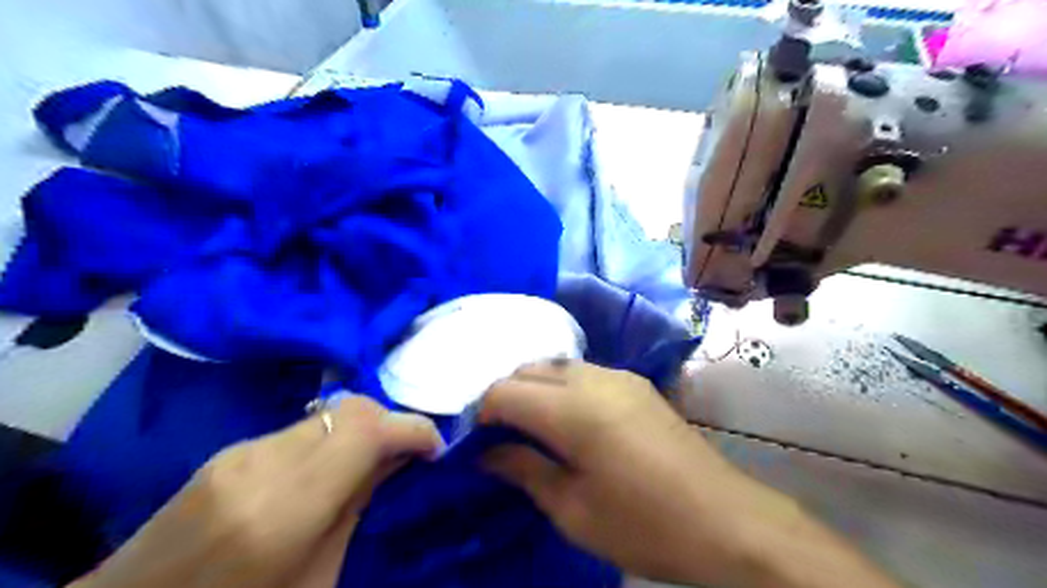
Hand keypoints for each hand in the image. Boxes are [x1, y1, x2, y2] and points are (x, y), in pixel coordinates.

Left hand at [75, 396, 440, 587]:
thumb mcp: (316, 581)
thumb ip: (356, 508)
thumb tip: (396, 459)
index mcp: (284, 509)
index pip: (366, 430)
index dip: (410, 429)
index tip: (435, 448)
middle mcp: (260, 464)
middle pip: (350, 409)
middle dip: (390, 422)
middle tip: (408, 453)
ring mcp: (238, 452)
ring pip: (328, 413)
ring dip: (362, 428)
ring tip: (373, 460)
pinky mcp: (228, 451)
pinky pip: (300, 428)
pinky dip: (331, 437)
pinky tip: (330, 467)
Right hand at [477, 360, 895, 587]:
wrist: (724, 519)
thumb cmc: (642, 524)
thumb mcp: (572, 509)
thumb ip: (524, 469)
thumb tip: (486, 453)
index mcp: (572, 409)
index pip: (504, 391)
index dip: (483, 413)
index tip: (478, 442)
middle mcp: (592, 378)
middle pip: (528, 368)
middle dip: (506, 396)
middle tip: (502, 436)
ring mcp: (619, 375)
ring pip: (556, 364)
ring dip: (535, 388)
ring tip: (533, 427)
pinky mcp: (636, 382)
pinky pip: (584, 371)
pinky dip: (562, 386)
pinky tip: (570, 418)